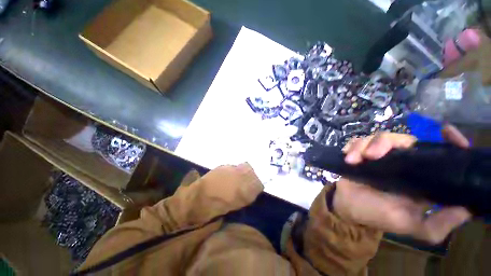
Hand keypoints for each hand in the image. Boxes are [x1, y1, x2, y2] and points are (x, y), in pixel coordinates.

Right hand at [332, 128, 471, 243]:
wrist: (346, 207)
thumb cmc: (378, 215)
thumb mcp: (411, 226)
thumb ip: (439, 224)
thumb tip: (467, 208)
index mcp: (419, 177)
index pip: (439, 153)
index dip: (448, 140)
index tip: (446, 130)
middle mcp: (402, 162)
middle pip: (403, 139)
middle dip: (386, 142)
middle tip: (371, 155)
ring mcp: (379, 157)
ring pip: (378, 137)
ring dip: (363, 145)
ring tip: (354, 159)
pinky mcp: (360, 154)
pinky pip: (357, 141)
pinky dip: (352, 147)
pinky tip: (348, 158)